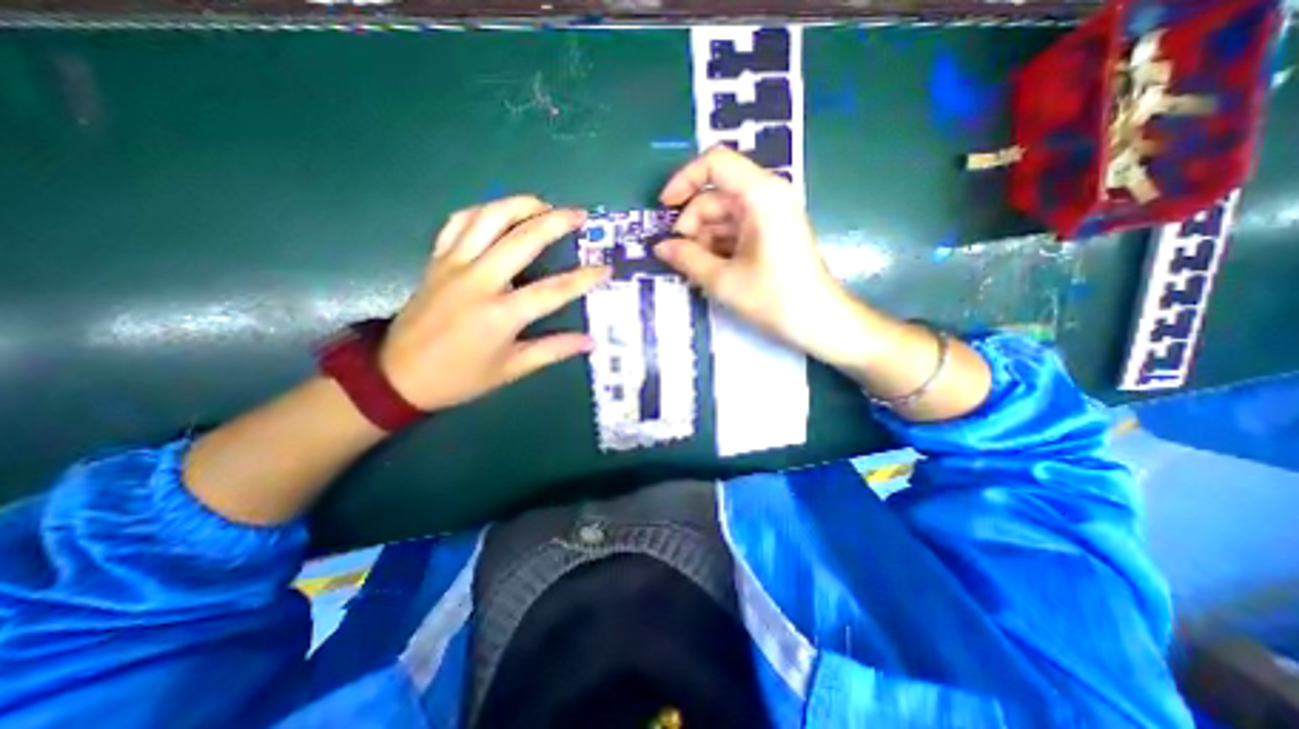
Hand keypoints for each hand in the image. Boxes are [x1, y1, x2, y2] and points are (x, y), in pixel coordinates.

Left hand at [378, 197, 605, 411]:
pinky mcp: (436, 260)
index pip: (554, 290)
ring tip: (544, 204)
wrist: (398, 375)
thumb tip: (590, 342)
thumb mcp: (511, 369)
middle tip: (579, 215)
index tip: (606, 269)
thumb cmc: (460, 377)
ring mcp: (454, 265)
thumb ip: (553, 350)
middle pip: (522, 239)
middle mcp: (479, 281)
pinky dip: (481, 211)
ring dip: (519, 205)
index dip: (584, 278)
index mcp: (501, 314)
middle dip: (555, 222)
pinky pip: (458, 223)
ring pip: (488, 218)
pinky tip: (499, 212)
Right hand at [660, 146, 855, 363]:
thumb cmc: (774, 298)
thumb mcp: (723, 280)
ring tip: (696, 271)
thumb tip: (660, 248)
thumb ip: (687, 259)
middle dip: (692, 225)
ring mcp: (770, 215)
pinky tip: (711, 271)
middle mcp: (767, 196)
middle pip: (715, 196)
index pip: (714, 163)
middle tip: (680, 259)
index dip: (683, 180)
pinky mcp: (771, 232)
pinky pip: (735, 230)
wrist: (819, 321)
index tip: (664, 208)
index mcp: (760, 195)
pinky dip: (718, 246)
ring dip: (703, 240)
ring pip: (722, 216)